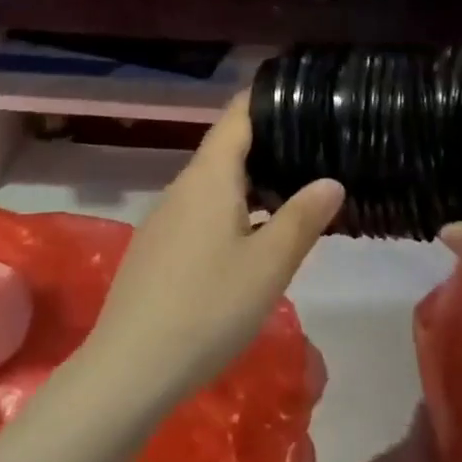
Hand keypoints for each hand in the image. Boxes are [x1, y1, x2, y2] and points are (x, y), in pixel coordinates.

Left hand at [87, 97, 343, 406]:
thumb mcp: (269, 264)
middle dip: (267, 145)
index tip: (297, 93)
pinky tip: (253, 237)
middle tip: (314, 148)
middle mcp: (181, 189)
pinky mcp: (157, 250)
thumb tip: (330, 182)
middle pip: (225, 151)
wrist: (131, 367)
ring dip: (251, 183)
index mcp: (208, 179)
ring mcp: (164, 220)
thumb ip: (302, 217)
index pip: (235, 118)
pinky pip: (200, 213)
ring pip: (213, 186)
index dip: (263, 100)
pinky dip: (232, 210)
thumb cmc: (209, 307)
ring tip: (293, 191)